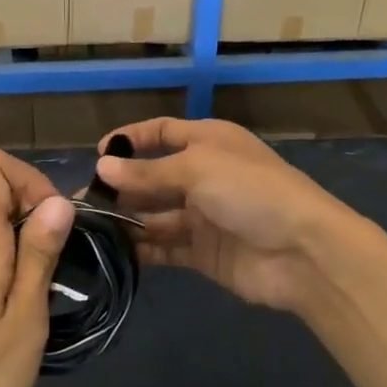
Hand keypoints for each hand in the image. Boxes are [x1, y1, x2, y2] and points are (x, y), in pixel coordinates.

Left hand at [0, 149, 73, 386]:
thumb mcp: (25, 317)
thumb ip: (39, 253)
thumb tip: (58, 200)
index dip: (29, 177)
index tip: (56, 220)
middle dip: (38, 211)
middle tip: (65, 261)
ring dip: (28, 240)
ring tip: (51, 288)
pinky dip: (11, 261)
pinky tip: (25, 306)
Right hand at [95, 118, 361, 317]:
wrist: (303, 252)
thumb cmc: (250, 192)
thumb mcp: (197, 169)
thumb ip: (148, 173)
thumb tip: (102, 168)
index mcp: (209, 142)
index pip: (162, 132)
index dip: (131, 140)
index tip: (96, 154)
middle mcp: (204, 175)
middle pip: (154, 177)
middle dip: (122, 186)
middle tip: (83, 202)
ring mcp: (204, 216)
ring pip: (156, 214)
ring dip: (127, 220)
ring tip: (89, 230)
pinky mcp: (204, 252)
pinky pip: (166, 247)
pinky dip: (142, 250)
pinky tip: (113, 254)